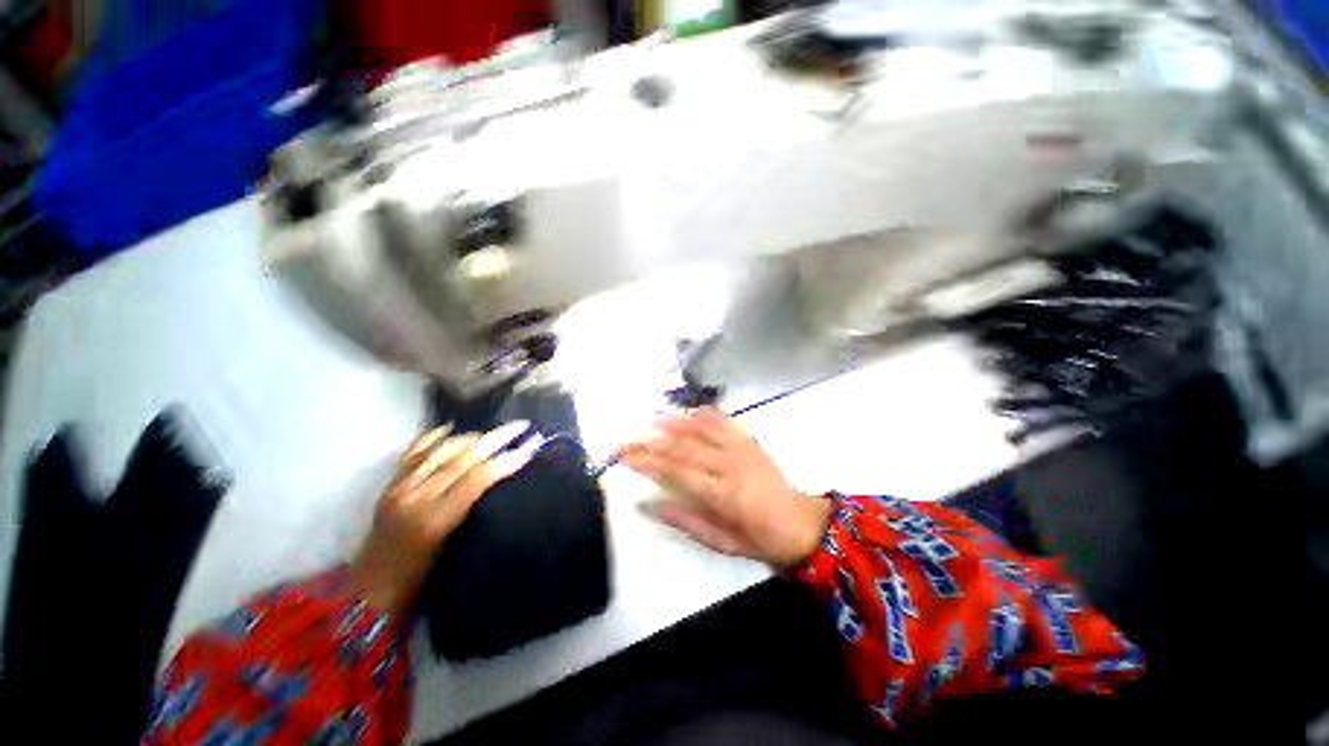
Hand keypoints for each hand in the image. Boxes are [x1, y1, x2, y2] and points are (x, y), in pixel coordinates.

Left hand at [350, 421, 536, 616]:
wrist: (370, 591)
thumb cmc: (421, 580)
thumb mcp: (456, 547)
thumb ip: (475, 510)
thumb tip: (500, 478)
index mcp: (436, 520)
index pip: (478, 478)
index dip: (506, 460)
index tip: (530, 449)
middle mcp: (416, 498)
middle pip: (463, 458)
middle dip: (496, 438)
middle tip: (521, 426)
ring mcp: (400, 489)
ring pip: (442, 450)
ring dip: (472, 437)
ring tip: (494, 432)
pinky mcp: (389, 486)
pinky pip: (414, 453)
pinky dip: (434, 437)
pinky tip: (450, 428)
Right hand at [620, 408, 831, 569]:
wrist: (800, 524)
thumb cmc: (758, 539)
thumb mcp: (722, 542)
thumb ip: (687, 522)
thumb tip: (653, 506)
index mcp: (722, 494)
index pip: (676, 472)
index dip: (648, 463)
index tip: (625, 456)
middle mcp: (730, 465)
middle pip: (684, 448)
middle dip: (653, 443)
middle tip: (629, 439)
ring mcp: (742, 449)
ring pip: (703, 430)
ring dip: (677, 423)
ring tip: (654, 419)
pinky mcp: (750, 442)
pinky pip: (726, 423)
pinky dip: (707, 415)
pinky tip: (692, 410)